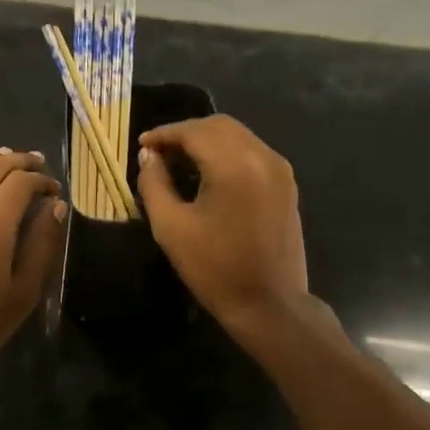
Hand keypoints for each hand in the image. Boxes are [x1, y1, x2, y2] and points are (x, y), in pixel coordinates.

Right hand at [136, 116, 311, 340]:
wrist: (269, 304)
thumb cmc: (214, 269)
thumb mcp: (171, 227)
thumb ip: (154, 184)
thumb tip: (149, 157)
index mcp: (234, 165)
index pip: (194, 131)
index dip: (165, 134)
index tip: (142, 145)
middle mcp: (262, 156)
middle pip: (220, 126)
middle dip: (186, 133)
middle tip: (159, 152)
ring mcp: (280, 170)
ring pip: (239, 136)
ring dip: (207, 141)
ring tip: (179, 162)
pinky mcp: (287, 185)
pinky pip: (253, 153)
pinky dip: (227, 153)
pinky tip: (209, 174)